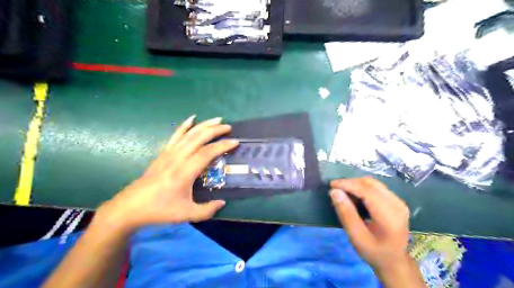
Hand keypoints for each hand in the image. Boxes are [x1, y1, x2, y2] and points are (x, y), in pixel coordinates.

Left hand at [95, 116, 238, 232]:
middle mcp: (177, 158)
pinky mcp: (163, 153)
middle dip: (215, 130)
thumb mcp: (186, 214)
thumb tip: (223, 203)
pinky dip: (184, 126)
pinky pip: (175, 136)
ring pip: (188, 134)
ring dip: (203, 125)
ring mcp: (168, 154)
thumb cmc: (159, 210)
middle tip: (228, 127)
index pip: (207, 153)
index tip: (235, 142)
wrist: (130, 207)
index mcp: (184, 172)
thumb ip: (207, 210)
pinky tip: (191, 118)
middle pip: (199, 138)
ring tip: (216, 119)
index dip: (222, 146)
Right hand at [332, 177, 411, 274]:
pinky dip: (362, 187)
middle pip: (370, 184)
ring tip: (343, 192)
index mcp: (389, 215)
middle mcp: (397, 204)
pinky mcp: (396, 200)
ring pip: (373, 183)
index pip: (367, 191)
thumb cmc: (373, 251)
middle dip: (350, 183)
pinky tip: (354, 195)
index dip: (348, 184)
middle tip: (335, 189)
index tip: (332, 185)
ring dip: (356, 184)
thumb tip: (334, 192)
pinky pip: (376, 187)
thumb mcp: (356, 236)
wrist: (394, 261)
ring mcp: (398, 201)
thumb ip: (346, 213)